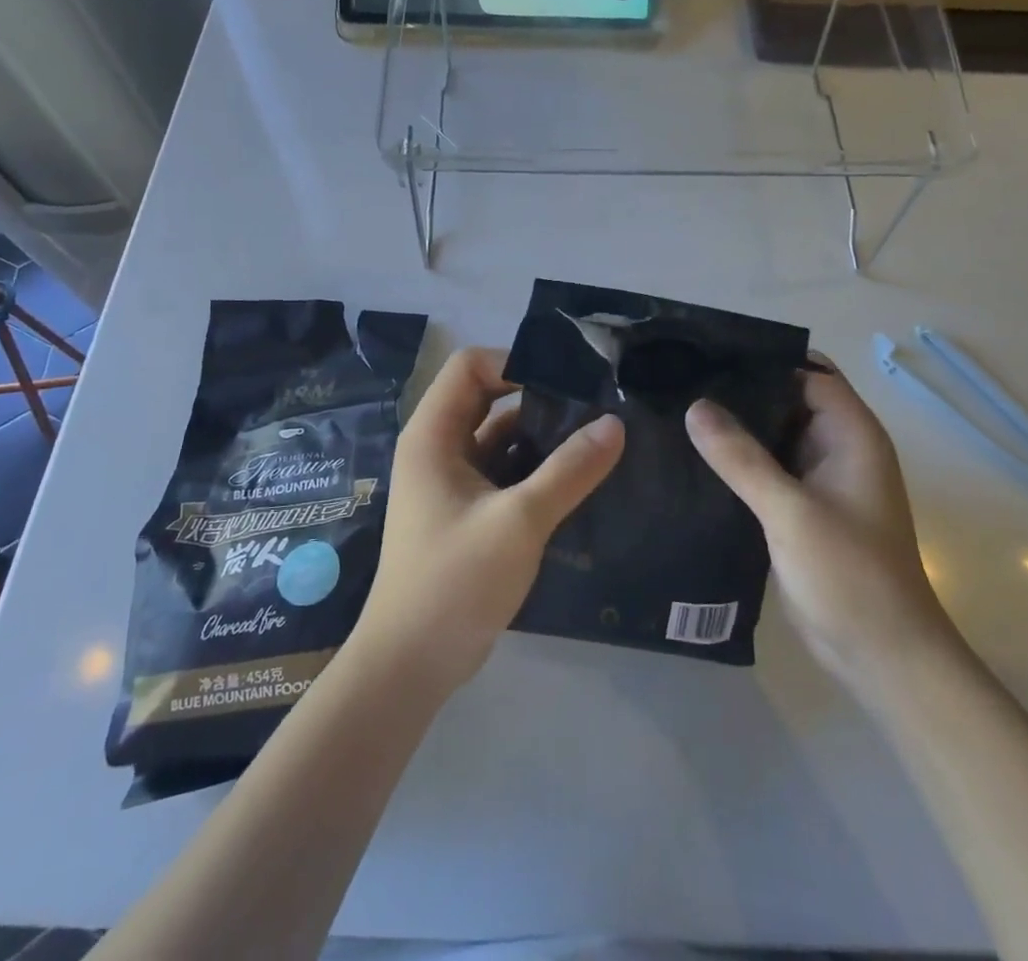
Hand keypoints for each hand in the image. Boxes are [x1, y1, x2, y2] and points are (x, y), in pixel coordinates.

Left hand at [355, 347, 624, 693]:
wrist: (411, 664)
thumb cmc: (454, 581)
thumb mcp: (519, 522)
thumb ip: (569, 471)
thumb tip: (615, 424)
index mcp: (433, 435)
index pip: (470, 366)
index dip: (514, 362)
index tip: (565, 382)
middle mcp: (438, 447)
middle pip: (487, 397)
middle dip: (536, 398)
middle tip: (591, 406)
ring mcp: (451, 480)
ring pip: (499, 437)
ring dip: (541, 437)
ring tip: (595, 440)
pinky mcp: (466, 510)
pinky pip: (503, 471)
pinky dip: (535, 469)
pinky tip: (576, 479)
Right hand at [685, 360, 952, 692]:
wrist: (883, 658)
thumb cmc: (850, 576)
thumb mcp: (791, 512)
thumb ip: (741, 458)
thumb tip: (694, 405)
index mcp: (852, 435)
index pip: (808, 372)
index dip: (764, 358)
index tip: (710, 351)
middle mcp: (837, 449)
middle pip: (787, 400)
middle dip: (741, 390)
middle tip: (682, 380)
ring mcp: (820, 481)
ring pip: (773, 435)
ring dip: (736, 427)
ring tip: (678, 410)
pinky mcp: (802, 509)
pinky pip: (766, 469)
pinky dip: (738, 460)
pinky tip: (695, 458)